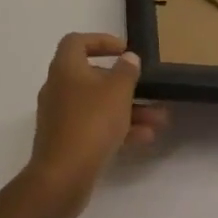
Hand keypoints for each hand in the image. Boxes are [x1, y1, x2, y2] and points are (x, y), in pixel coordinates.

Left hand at [25, 33, 169, 206]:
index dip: (101, 41)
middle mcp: (58, 87)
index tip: (124, 51)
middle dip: (124, 84)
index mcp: (65, 68)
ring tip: (159, 120)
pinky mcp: (66, 141)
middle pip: (92, 76)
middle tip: (147, 89)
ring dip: (128, 109)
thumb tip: (128, 58)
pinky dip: (117, 129)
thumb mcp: (117, 92)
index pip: (77, 42)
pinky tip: (145, 138)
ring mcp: (60, 116)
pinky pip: (94, 127)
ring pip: (98, 105)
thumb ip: (126, 71)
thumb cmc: (91, 123)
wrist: (62, 177)